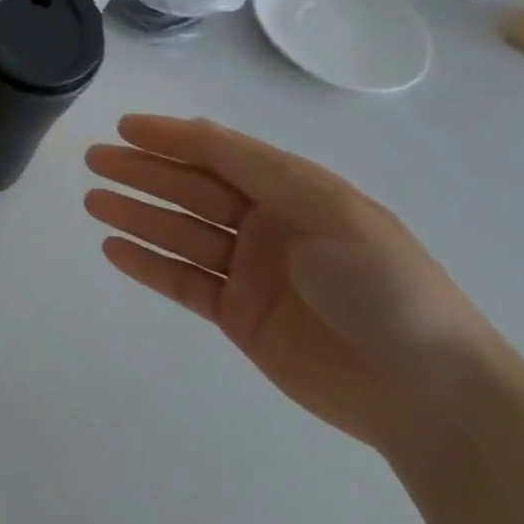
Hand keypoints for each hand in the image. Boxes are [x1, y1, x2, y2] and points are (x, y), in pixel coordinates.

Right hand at [86, 115, 496, 456]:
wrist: (430, 394)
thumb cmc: (382, 284)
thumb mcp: (324, 206)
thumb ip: (253, 166)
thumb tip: (192, 129)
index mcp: (294, 192)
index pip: (220, 153)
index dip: (172, 137)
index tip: (124, 128)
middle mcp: (267, 225)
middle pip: (192, 190)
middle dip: (143, 172)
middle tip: (94, 160)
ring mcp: (250, 272)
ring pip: (180, 233)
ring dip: (136, 214)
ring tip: (93, 201)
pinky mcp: (238, 316)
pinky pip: (183, 281)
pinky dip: (147, 264)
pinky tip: (113, 248)